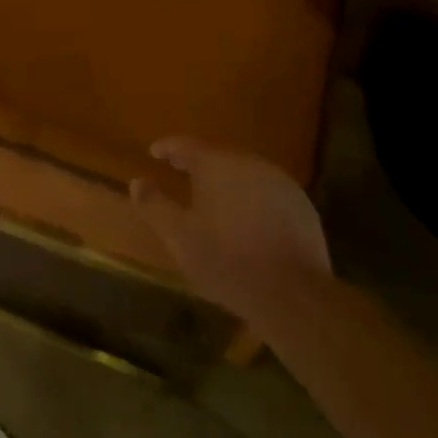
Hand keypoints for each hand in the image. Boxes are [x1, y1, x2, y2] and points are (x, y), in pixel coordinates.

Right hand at [130, 138, 331, 324]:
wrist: (293, 293)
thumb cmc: (227, 260)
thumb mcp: (179, 237)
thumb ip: (154, 205)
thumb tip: (137, 182)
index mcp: (217, 164)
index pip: (186, 144)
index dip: (168, 147)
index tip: (154, 152)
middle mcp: (249, 162)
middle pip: (217, 155)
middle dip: (197, 162)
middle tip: (181, 172)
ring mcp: (279, 181)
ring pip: (244, 172)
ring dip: (226, 180)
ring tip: (213, 197)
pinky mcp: (300, 204)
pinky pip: (266, 191)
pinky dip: (251, 197)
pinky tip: (246, 218)